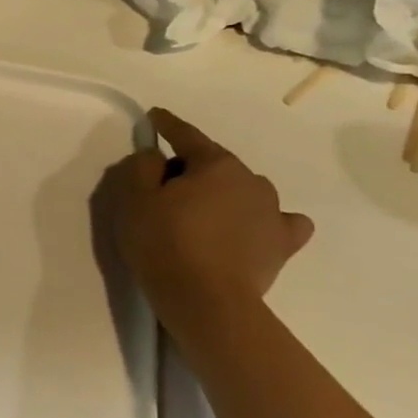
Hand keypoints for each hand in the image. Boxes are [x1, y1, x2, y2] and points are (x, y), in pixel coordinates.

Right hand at [113, 108, 314, 328]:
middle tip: (164, 189)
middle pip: (214, 164)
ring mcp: (273, 212)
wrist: (206, 300)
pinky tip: (253, 228)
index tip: (154, 116)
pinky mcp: (284, 244)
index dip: (166, 124)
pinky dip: (265, 220)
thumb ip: (142, 166)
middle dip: (192, 169)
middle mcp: (251, 179)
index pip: (186, 135)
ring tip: (203, 214)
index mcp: (215, 164)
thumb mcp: (134, 198)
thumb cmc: (163, 242)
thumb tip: (156, 156)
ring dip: (224, 193)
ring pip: (244, 190)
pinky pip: (280, 221)